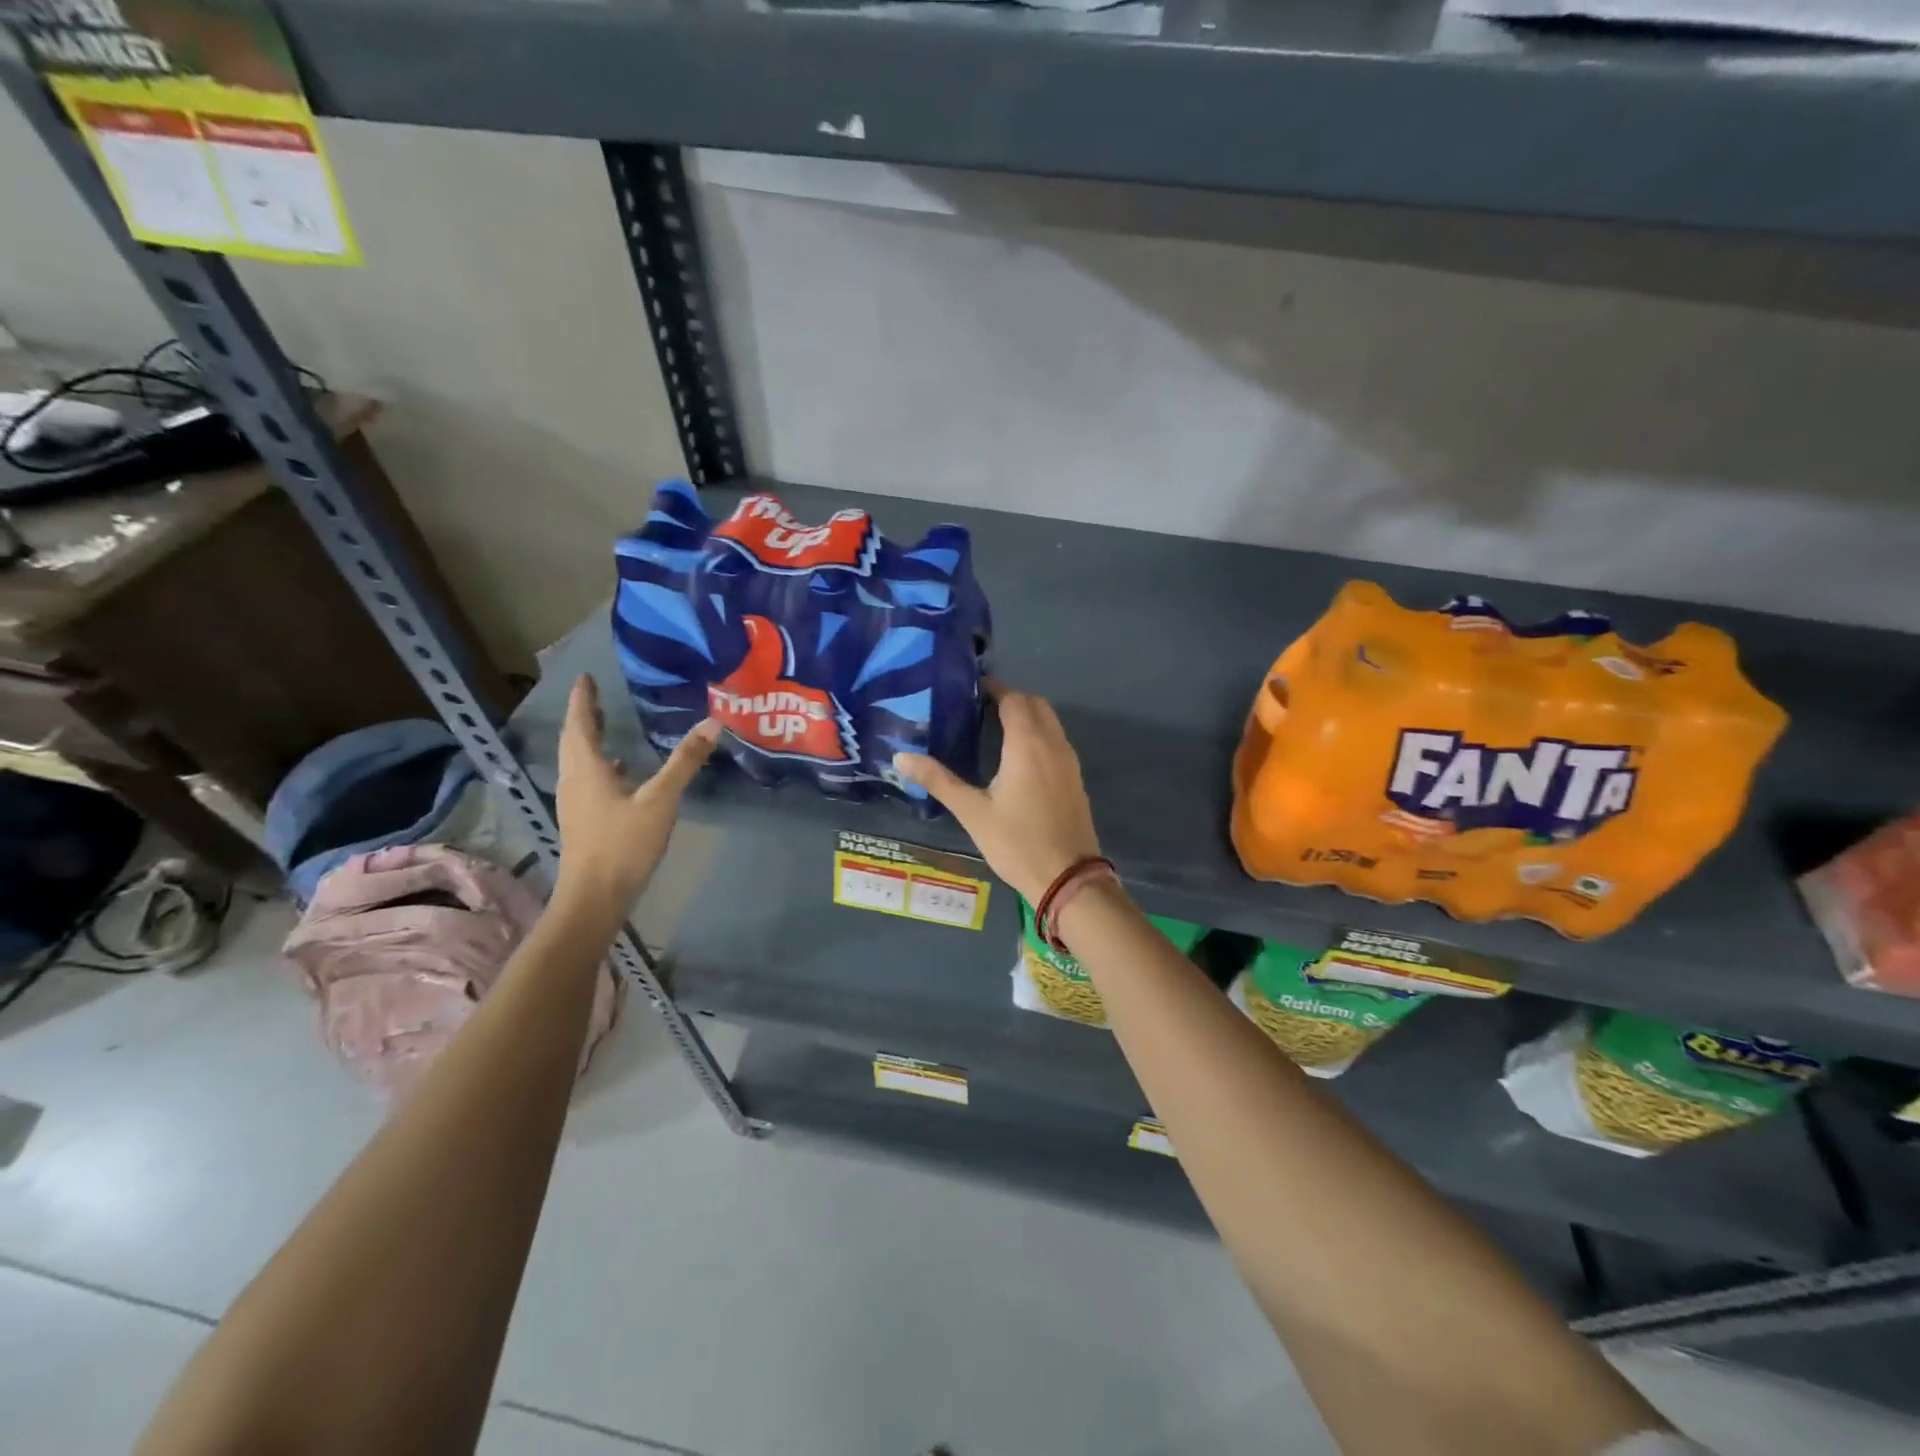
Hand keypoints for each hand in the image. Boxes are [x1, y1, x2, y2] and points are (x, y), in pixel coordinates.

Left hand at [553, 675, 718, 920]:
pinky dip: (599, 765)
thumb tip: (712, 724)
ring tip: (606, 725)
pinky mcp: (582, 819)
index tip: (585, 677)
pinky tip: (619, 771)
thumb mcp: (661, 800)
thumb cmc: (623, 844)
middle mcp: (574, 780)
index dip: (583, 700)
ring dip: (588, 739)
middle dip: (585, 716)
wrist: (595, 897)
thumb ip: (684, 762)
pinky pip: (586, 779)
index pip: (581, 723)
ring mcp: (575, 802)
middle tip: (595, 695)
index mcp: (587, 769)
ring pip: (578, 760)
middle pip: (574, 740)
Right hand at [892, 682, 1101, 903]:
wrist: (1067, 878)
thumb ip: (938, 780)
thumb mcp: (972, 811)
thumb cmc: (1016, 842)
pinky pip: (1057, 741)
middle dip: (1010, 699)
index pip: (1013, 699)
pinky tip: (1017, 758)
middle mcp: (1053, 744)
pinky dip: (1038, 735)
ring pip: (1050, 722)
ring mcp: (1069, 761)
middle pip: (1035, 704)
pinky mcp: (1075, 778)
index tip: (969, 690)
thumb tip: (899, 757)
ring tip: (994, 729)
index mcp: (1027, 744)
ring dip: (1027, 716)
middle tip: (979, 708)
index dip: (993, 689)